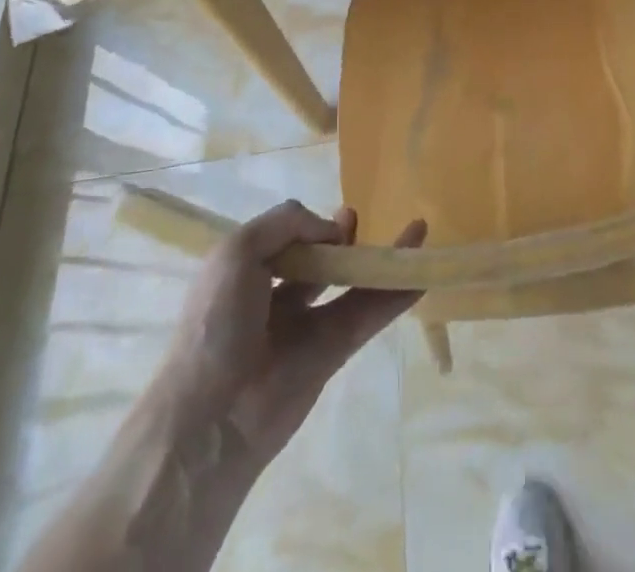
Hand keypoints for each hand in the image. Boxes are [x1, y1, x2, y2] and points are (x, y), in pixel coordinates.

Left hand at [160, 200, 424, 473]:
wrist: (213, 415)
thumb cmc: (216, 323)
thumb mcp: (237, 251)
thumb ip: (287, 223)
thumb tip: (330, 231)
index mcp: (247, 272)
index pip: (285, 237)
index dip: (307, 225)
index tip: (325, 220)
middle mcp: (276, 296)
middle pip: (320, 259)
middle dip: (340, 237)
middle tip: (355, 220)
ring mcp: (307, 325)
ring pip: (352, 283)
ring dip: (381, 257)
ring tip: (416, 229)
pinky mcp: (333, 352)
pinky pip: (369, 315)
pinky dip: (397, 296)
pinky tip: (421, 274)